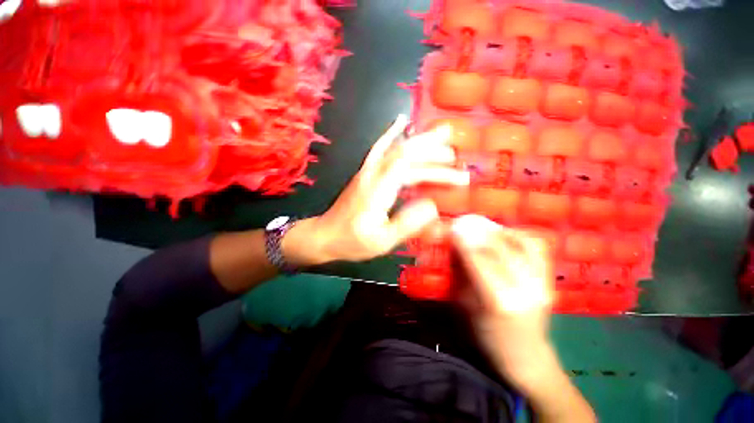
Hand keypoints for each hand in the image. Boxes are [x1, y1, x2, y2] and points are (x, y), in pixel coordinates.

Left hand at [285, 115, 469, 264]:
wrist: (325, 235)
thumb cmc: (352, 241)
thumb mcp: (382, 241)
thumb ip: (407, 224)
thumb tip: (432, 206)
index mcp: (378, 190)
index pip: (411, 168)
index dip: (436, 169)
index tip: (458, 178)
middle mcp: (373, 174)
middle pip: (404, 153)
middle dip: (433, 151)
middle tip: (455, 154)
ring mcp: (367, 171)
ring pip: (395, 148)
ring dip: (420, 141)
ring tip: (442, 136)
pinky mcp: (365, 173)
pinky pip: (380, 148)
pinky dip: (392, 133)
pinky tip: (400, 122)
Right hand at [450, 215, 555, 390]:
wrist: (525, 356)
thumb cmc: (486, 334)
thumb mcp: (464, 305)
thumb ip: (461, 273)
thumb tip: (454, 246)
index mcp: (497, 300)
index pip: (479, 259)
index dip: (465, 240)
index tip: (453, 226)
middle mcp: (524, 289)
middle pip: (500, 248)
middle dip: (479, 230)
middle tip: (465, 221)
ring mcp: (541, 284)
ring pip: (521, 244)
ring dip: (498, 230)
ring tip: (483, 226)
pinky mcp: (550, 282)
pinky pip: (537, 248)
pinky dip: (519, 236)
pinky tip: (505, 234)